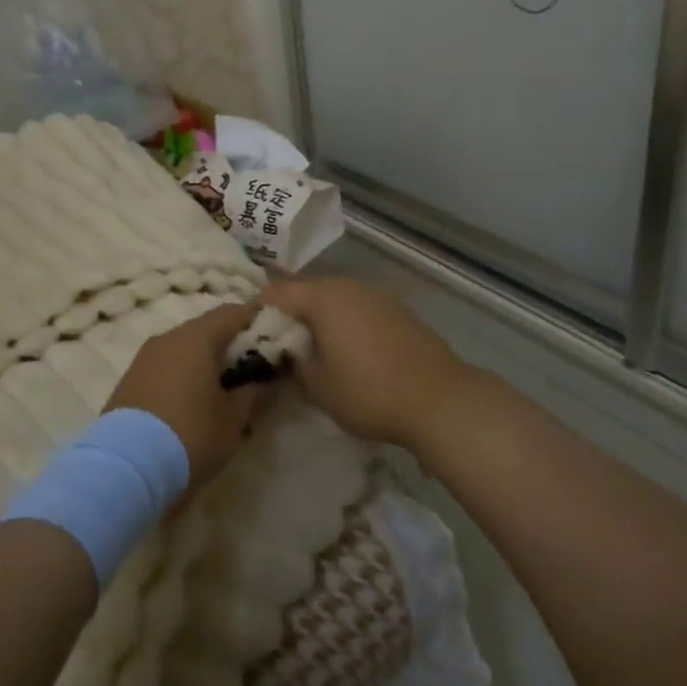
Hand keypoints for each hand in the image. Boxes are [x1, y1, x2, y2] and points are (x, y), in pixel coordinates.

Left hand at [106, 302, 268, 489]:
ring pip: (185, 350)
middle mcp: (168, 337)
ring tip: (223, 396)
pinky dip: (184, 378)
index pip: (234, 312)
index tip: (275, 340)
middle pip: (208, 330)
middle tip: (252, 374)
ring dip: (206, 365)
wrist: (125, 467)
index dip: (257, 322)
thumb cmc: (190, 434)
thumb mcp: (233, 419)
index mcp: (197, 337)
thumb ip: (254, 393)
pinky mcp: (129, 381)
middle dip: (232, 348)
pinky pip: (166, 368)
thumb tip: (265, 381)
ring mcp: (144, 358)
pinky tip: (193, 406)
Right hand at [260, 277, 475, 450]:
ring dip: (318, 319)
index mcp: (324, 297)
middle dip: (288, 315)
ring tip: (310, 350)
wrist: (439, 400)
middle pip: (306, 291)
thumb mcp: (317, 387)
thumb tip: (286, 353)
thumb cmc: (368, 392)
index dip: (257, 312)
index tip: (248, 336)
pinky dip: (344, 323)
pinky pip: (357, 309)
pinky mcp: (397, 310)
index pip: (276, 292)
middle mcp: (349, 285)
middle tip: (277, 345)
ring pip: (334, 299)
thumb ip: (292, 363)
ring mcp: (377, 295)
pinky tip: (346, 350)